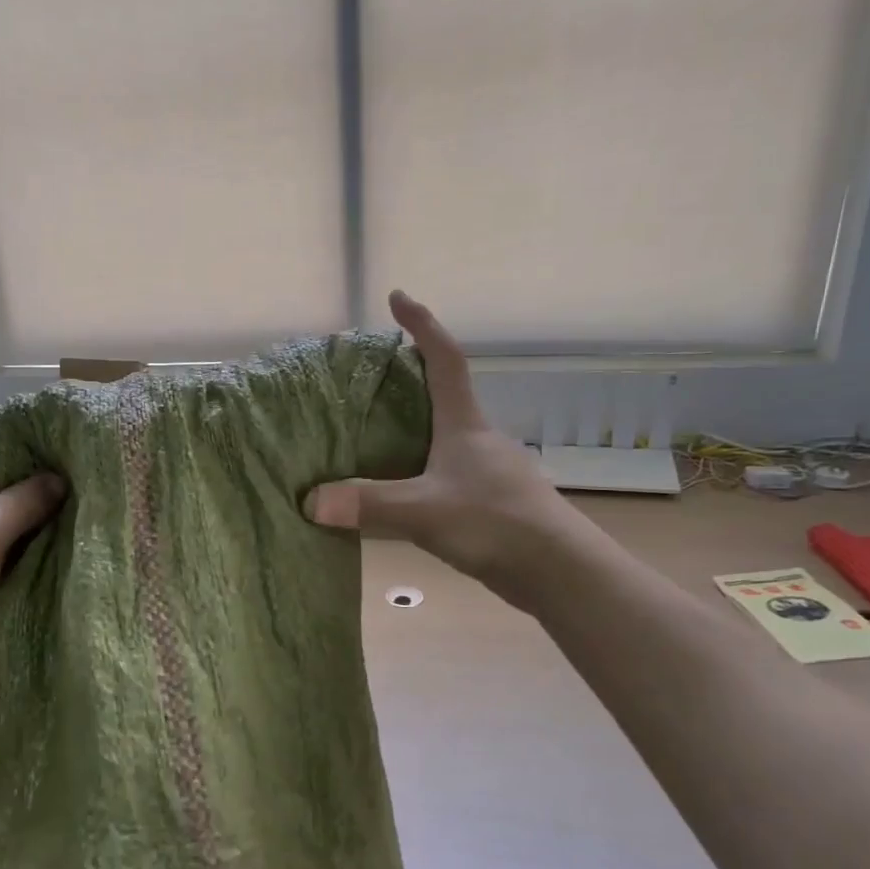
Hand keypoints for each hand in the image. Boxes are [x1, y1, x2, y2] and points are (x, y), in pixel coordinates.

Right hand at [303, 291, 575, 603]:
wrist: (560, 571)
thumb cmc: (495, 523)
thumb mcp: (424, 511)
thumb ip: (368, 504)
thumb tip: (309, 500)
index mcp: (465, 425)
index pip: (445, 359)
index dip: (423, 324)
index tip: (398, 297)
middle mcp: (479, 439)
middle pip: (444, 396)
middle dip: (411, 381)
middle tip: (368, 383)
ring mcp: (490, 471)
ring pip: (446, 439)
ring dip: (415, 431)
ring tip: (374, 441)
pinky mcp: (494, 501)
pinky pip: (449, 473)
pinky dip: (422, 471)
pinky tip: (404, 494)